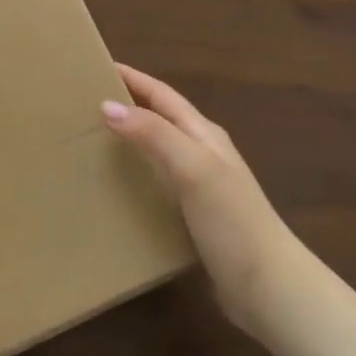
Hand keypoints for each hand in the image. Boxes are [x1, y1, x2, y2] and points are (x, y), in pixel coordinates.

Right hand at [101, 63, 296, 343]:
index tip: (97, 67)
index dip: (133, 79)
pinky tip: (116, 190)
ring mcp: (201, 187)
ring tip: (92, 142)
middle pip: (160, 118)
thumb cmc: (232, 221)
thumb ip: (153, 134)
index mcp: (204, 135)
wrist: (269, 288)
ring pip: (158, 151)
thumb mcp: (192, 168)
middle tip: (86, 103)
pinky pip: (158, 184)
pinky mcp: (196, 218)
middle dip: (128, 105)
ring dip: (130, 140)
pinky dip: (136, 176)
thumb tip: (107, 105)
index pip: (162, 95)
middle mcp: (203, 154)